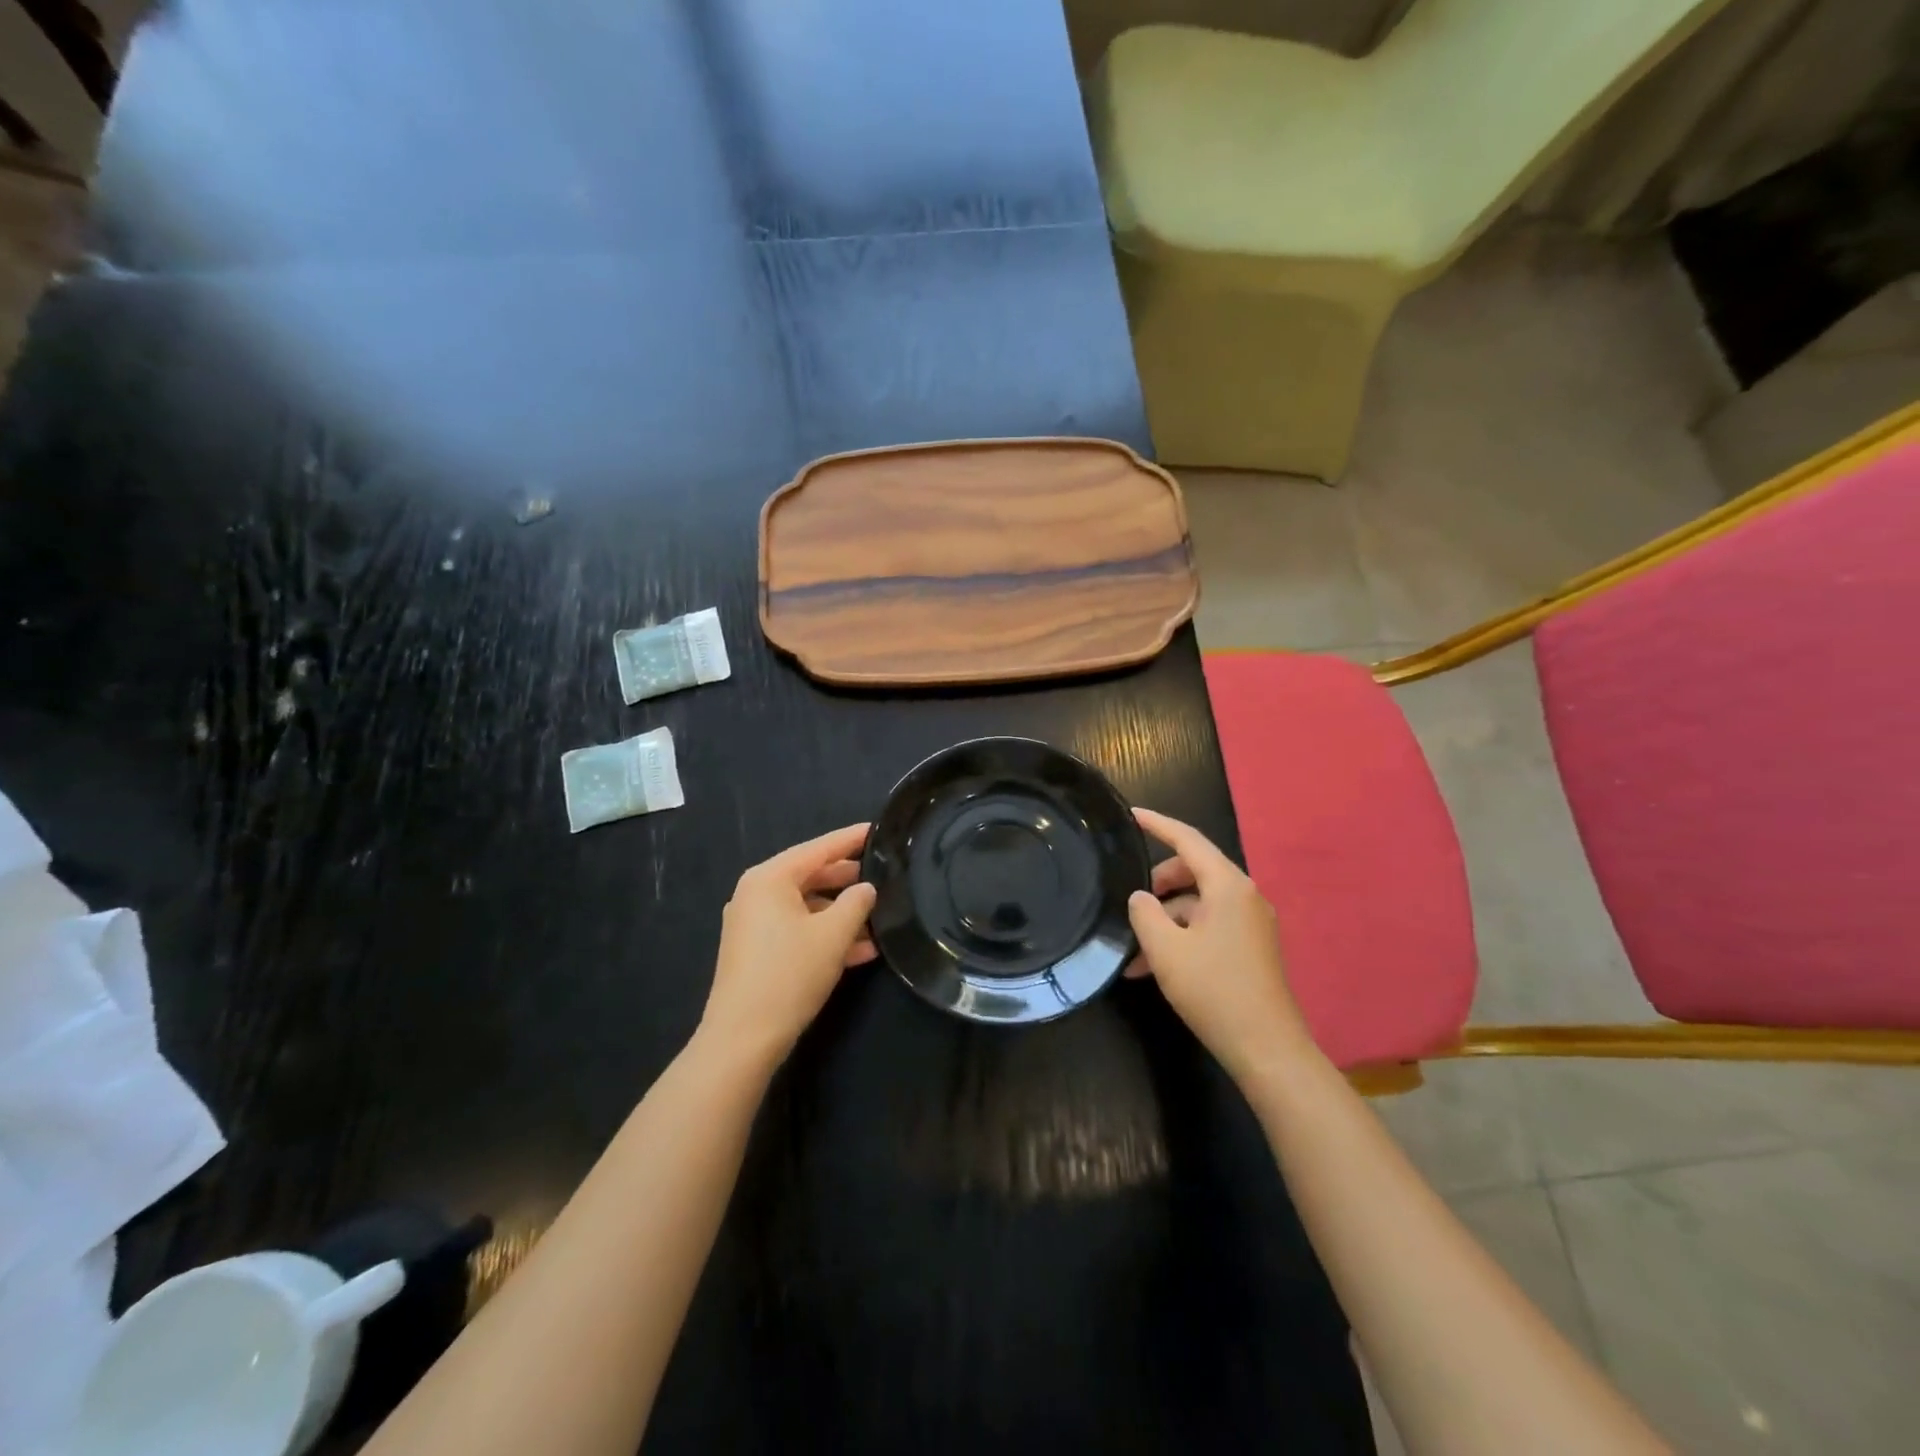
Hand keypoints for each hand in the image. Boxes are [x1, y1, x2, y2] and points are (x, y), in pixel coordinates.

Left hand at [697, 823, 877, 1070]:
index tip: (878, 829)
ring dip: (841, 915)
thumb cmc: (789, 974)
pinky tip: (861, 951)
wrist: (743, 1039)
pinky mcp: (757, 952)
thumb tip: (866, 888)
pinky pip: (797, 931)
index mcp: (769, 879)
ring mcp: (753, 924)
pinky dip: (825, 936)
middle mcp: (756, 894)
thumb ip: (856, 903)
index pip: (818, 848)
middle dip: (848, 880)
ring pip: (807, 907)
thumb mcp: (833, 935)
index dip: (850, 839)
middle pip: (811, 876)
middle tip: (884, 875)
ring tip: (880, 920)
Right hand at [1126, 808, 1316, 1083]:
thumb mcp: (1165, 949)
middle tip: (1131, 905)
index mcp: (1228, 886)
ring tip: (1134, 955)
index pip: (1188, 840)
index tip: (1131, 815)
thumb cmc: (1213, 990)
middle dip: (1158, 885)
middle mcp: (1245, 896)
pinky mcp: (1252, 948)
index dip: (1158, 824)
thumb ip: (1144, 913)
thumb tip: (1141, 898)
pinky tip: (1153, 969)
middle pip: (1193, 872)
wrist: (1266, 1048)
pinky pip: (1209, 927)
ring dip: (1165, 921)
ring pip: (1198, 905)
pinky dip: (1181, 938)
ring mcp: (1252, 923)